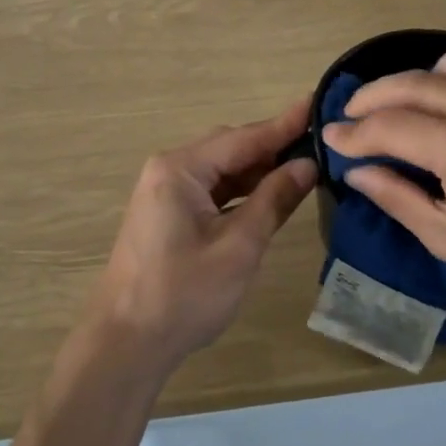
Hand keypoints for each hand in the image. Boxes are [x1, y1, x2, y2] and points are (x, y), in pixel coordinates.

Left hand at [87, 99, 317, 370]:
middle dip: (273, 147)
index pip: (243, 137)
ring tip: (303, 166)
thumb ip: (274, 200)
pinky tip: (268, 195)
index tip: (317, 101)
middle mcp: (169, 169)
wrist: (126, 344)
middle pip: (230, 148)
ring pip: (221, 170)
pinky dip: (241, 191)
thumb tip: (307, 165)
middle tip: (319, 141)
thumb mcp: (239, 246)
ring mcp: (164, 192)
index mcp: (180, 168)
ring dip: (258, 171)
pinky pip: (211, 190)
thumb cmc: (184, 294)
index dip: (284, 124)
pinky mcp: (166, 214)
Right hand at [322, 51, 445, 318]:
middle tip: (348, 117)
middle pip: (411, 85)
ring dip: (408, 83)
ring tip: (391, 109)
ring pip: (443, 67)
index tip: (329, 137)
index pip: (391, 126)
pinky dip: (445, 79)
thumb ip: (397, 198)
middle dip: (370, 98)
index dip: (354, 132)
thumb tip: (356, 171)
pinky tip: (438, 105)